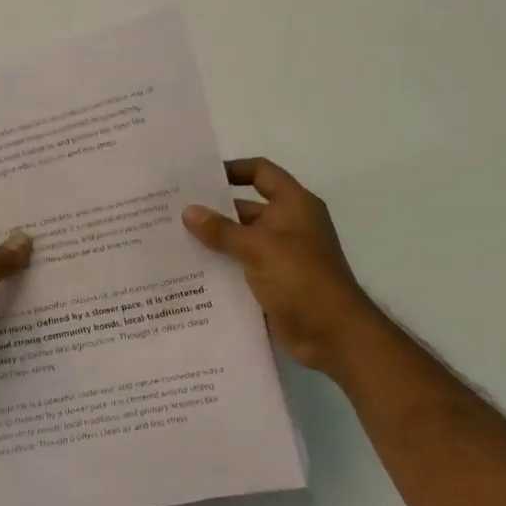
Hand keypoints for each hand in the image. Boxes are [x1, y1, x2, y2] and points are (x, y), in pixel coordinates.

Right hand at [182, 158, 382, 373]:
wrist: (334, 335)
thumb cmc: (301, 279)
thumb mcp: (258, 248)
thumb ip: (221, 230)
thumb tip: (188, 211)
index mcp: (293, 205)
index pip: (261, 172)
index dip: (233, 169)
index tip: (198, 177)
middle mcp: (288, 225)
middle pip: (246, 208)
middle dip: (213, 210)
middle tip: (172, 211)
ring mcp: (281, 256)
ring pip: (240, 241)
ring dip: (213, 242)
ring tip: (172, 241)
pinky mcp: (274, 283)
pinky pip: (242, 268)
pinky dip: (221, 268)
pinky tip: (190, 273)